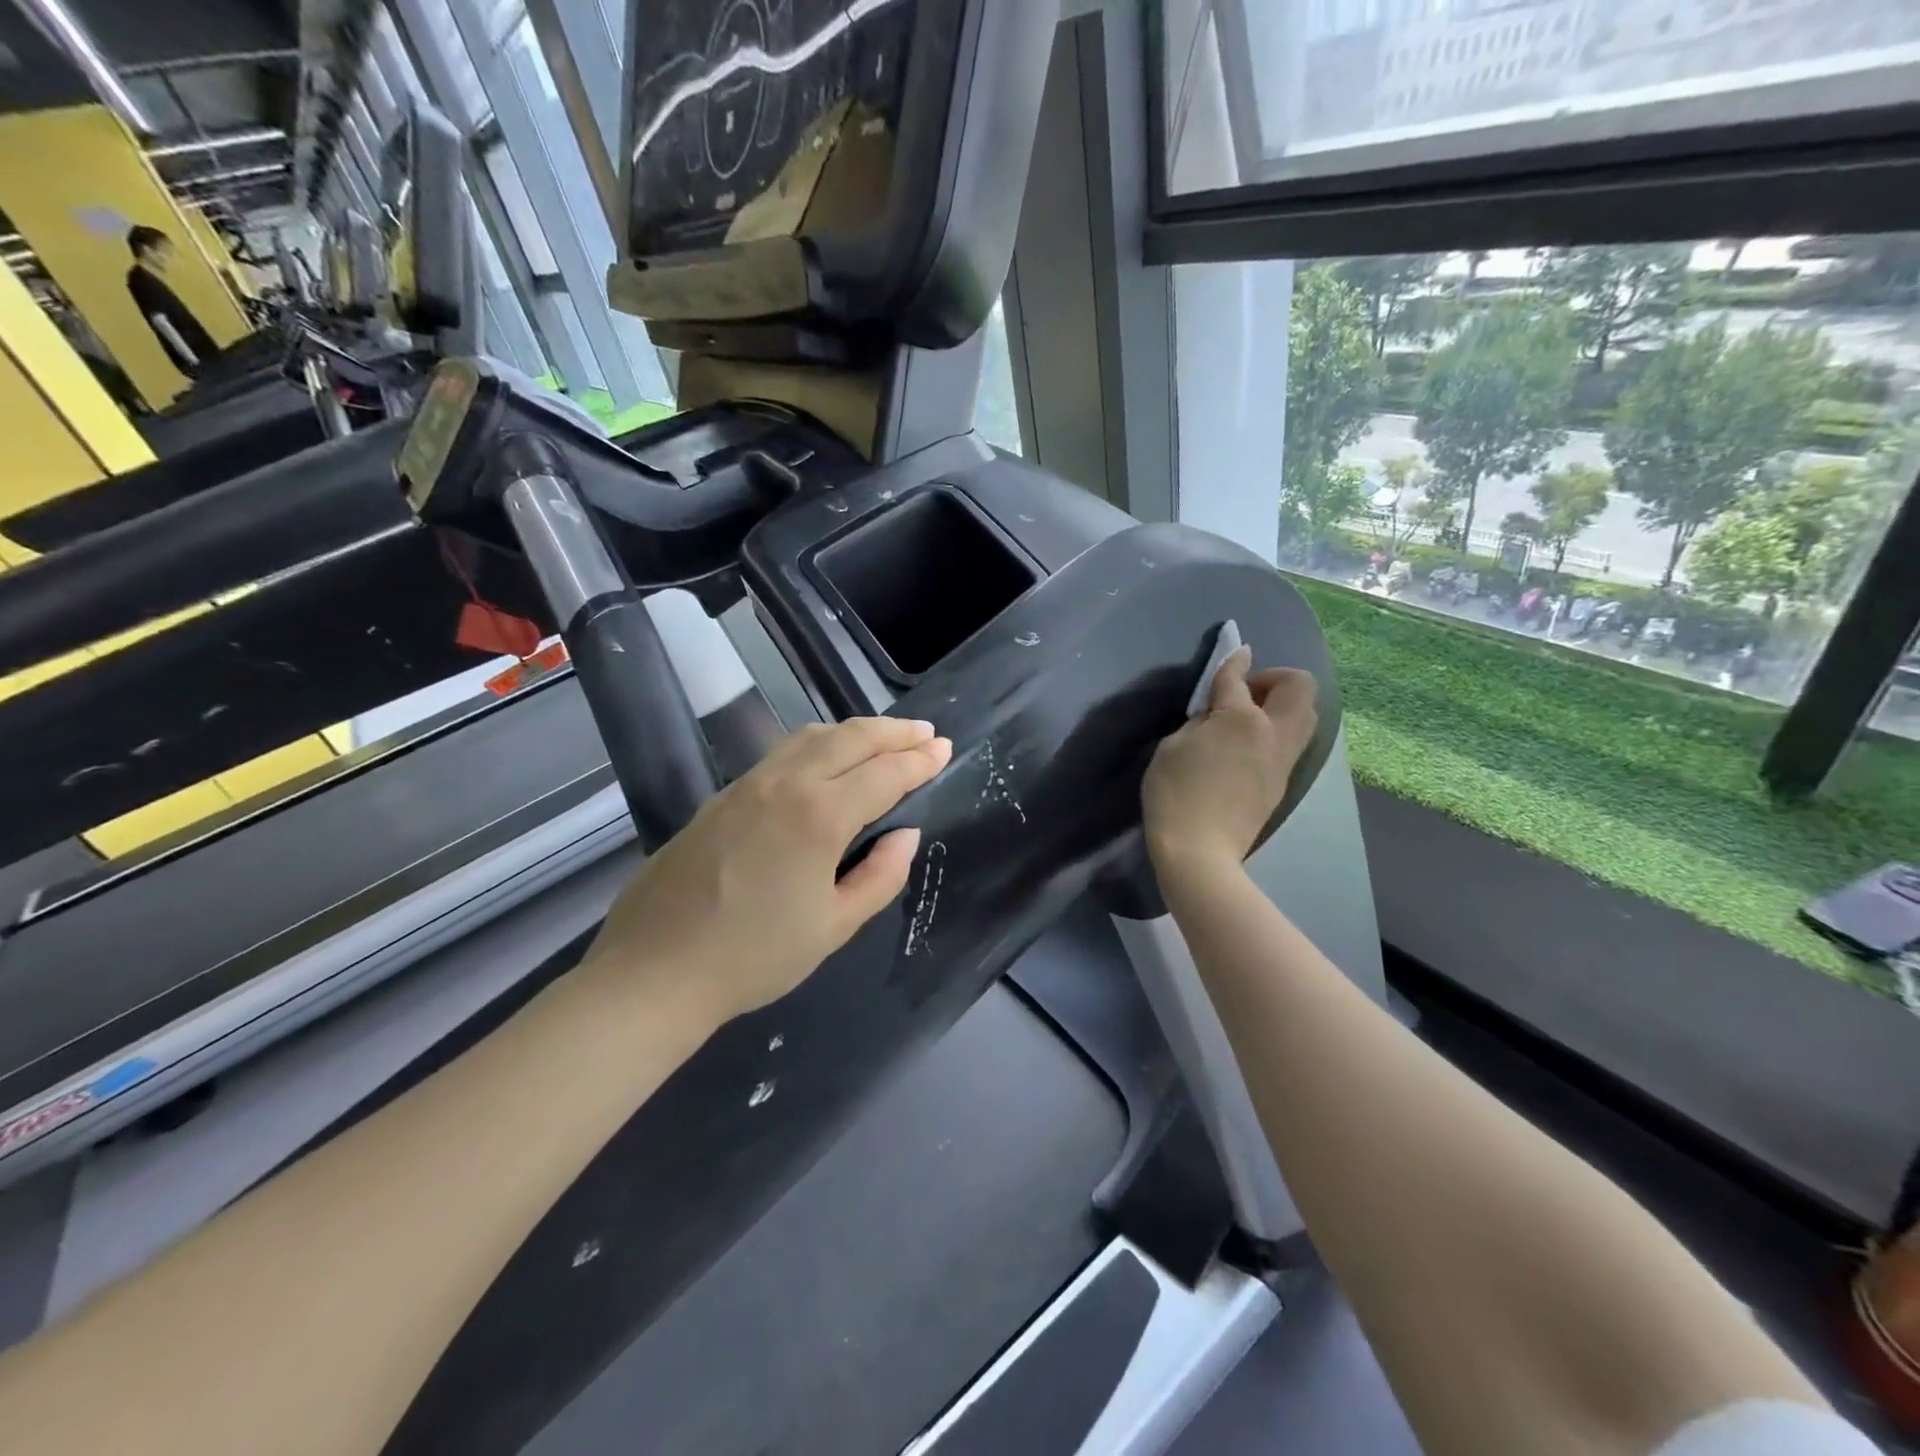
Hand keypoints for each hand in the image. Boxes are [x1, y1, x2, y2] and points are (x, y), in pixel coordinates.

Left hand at [587, 718, 952, 1027]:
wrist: (654, 970)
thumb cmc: (753, 957)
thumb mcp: (833, 926)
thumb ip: (880, 876)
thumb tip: (905, 835)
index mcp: (820, 816)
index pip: (885, 774)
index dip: (920, 760)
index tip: (945, 749)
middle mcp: (786, 784)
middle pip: (851, 738)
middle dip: (894, 731)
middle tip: (925, 733)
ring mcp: (749, 784)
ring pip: (812, 736)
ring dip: (856, 731)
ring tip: (884, 739)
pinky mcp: (723, 794)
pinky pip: (784, 751)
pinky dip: (820, 743)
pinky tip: (828, 761)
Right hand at [1142, 646, 1318, 876]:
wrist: (1200, 852)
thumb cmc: (1175, 794)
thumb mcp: (1173, 747)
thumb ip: (1200, 720)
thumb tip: (1217, 711)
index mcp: (1242, 719)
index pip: (1238, 678)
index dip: (1233, 662)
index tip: (1234, 653)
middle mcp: (1273, 734)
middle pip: (1299, 688)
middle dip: (1275, 679)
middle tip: (1243, 695)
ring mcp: (1283, 761)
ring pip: (1305, 716)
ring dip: (1282, 706)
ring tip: (1247, 720)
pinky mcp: (1282, 783)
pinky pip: (1292, 742)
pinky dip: (1277, 732)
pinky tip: (1247, 747)